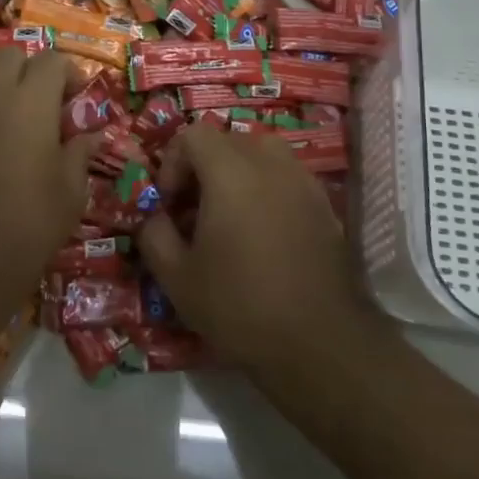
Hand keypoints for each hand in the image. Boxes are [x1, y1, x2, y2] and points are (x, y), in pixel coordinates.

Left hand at [0, 52, 96, 298]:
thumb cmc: (30, 224)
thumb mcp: (72, 191)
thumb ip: (80, 152)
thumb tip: (90, 135)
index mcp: (32, 102)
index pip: (53, 61)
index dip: (69, 74)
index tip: (74, 100)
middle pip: (10, 56)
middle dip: (29, 71)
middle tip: (39, 104)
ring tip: (1, 108)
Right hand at [138, 124, 372, 374]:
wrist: (321, 343)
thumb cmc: (241, 306)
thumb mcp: (177, 278)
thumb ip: (154, 235)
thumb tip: (156, 216)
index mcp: (230, 172)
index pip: (193, 135)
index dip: (173, 161)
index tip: (169, 202)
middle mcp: (269, 164)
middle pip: (227, 141)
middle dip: (203, 167)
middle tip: (193, 210)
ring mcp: (302, 182)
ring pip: (261, 155)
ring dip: (237, 174)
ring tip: (229, 216)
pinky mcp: (324, 205)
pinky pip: (286, 178)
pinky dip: (267, 190)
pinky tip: (262, 234)